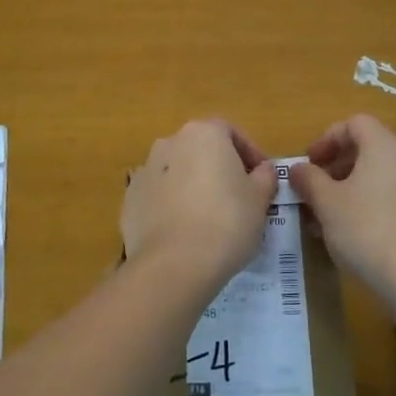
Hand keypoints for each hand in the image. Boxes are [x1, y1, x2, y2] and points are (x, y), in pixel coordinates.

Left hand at [121, 119, 277, 287]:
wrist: (173, 264)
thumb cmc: (226, 222)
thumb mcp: (259, 199)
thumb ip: (264, 177)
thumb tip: (262, 170)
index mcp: (203, 133)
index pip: (230, 132)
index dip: (249, 153)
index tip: (261, 178)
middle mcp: (170, 142)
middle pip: (201, 149)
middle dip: (219, 168)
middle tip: (238, 197)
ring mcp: (145, 170)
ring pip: (177, 172)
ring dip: (193, 186)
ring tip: (209, 218)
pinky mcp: (130, 199)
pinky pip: (158, 196)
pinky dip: (171, 206)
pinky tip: (184, 232)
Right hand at [288, 114, 395, 296]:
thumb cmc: (365, 229)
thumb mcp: (326, 202)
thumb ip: (308, 179)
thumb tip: (298, 169)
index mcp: (384, 146)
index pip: (354, 124)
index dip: (328, 138)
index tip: (310, 162)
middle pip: (367, 147)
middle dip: (335, 164)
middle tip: (314, 187)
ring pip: (377, 173)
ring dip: (348, 185)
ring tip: (325, 213)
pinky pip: (390, 193)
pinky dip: (367, 200)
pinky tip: (348, 229)